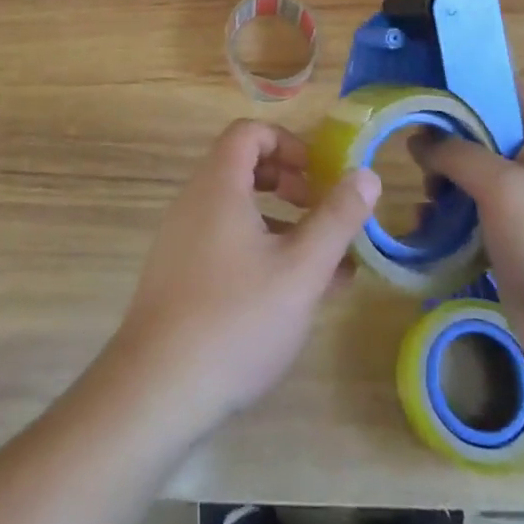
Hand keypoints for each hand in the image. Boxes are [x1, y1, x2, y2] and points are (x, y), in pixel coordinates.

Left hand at [103, 119, 378, 440]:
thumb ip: (337, 219)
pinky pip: (224, 241)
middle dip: (289, 183)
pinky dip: (259, 250)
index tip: (318, 175)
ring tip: (322, 263)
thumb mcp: (300, 269)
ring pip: (237, 210)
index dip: (287, 143)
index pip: (249, 132)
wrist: (156, 390)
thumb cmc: (236, 319)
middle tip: (321, 212)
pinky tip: (290, 295)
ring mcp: (182, 239)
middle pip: (243, 167)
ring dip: (281, 223)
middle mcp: (194, 201)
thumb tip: (368, 174)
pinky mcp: (178, 275)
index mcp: (219, 185)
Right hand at [411, 81, 523, 379]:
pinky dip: (443, 217)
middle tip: (413, 144)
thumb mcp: (503, 184)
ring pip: (468, 177)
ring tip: (423, 192)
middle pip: (480, 134)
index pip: (508, 91)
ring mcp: (517, 207)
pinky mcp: (503, 243)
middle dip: (445, 137)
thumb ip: (458, 154)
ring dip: (440, 181)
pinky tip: (424, 226)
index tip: (429, 77)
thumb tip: (419, 141)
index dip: (473, 79)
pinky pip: (466, 217)